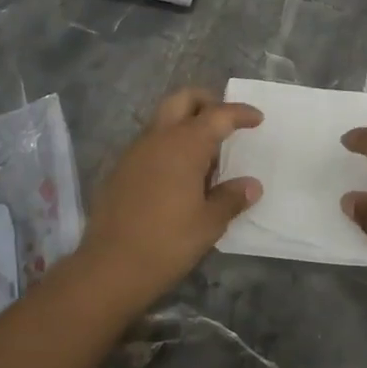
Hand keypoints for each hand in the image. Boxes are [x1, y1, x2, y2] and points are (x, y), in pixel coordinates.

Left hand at [74, 87, 263, 311]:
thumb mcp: (209, 223)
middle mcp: (158, 137)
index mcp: (184, 144)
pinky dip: (169, 145)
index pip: (218, 115)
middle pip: (183, 100)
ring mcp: (135, 151)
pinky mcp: (120, 168)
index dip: (240, 113)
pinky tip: (179, 176)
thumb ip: (231, 198)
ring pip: (164, 119)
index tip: (257, 118)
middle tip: (225, 123)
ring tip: (205, 157)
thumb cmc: (167, 242)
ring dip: (186, 125)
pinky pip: (150, 142)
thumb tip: (251, 185)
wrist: (109, 267)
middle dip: (207, 102)